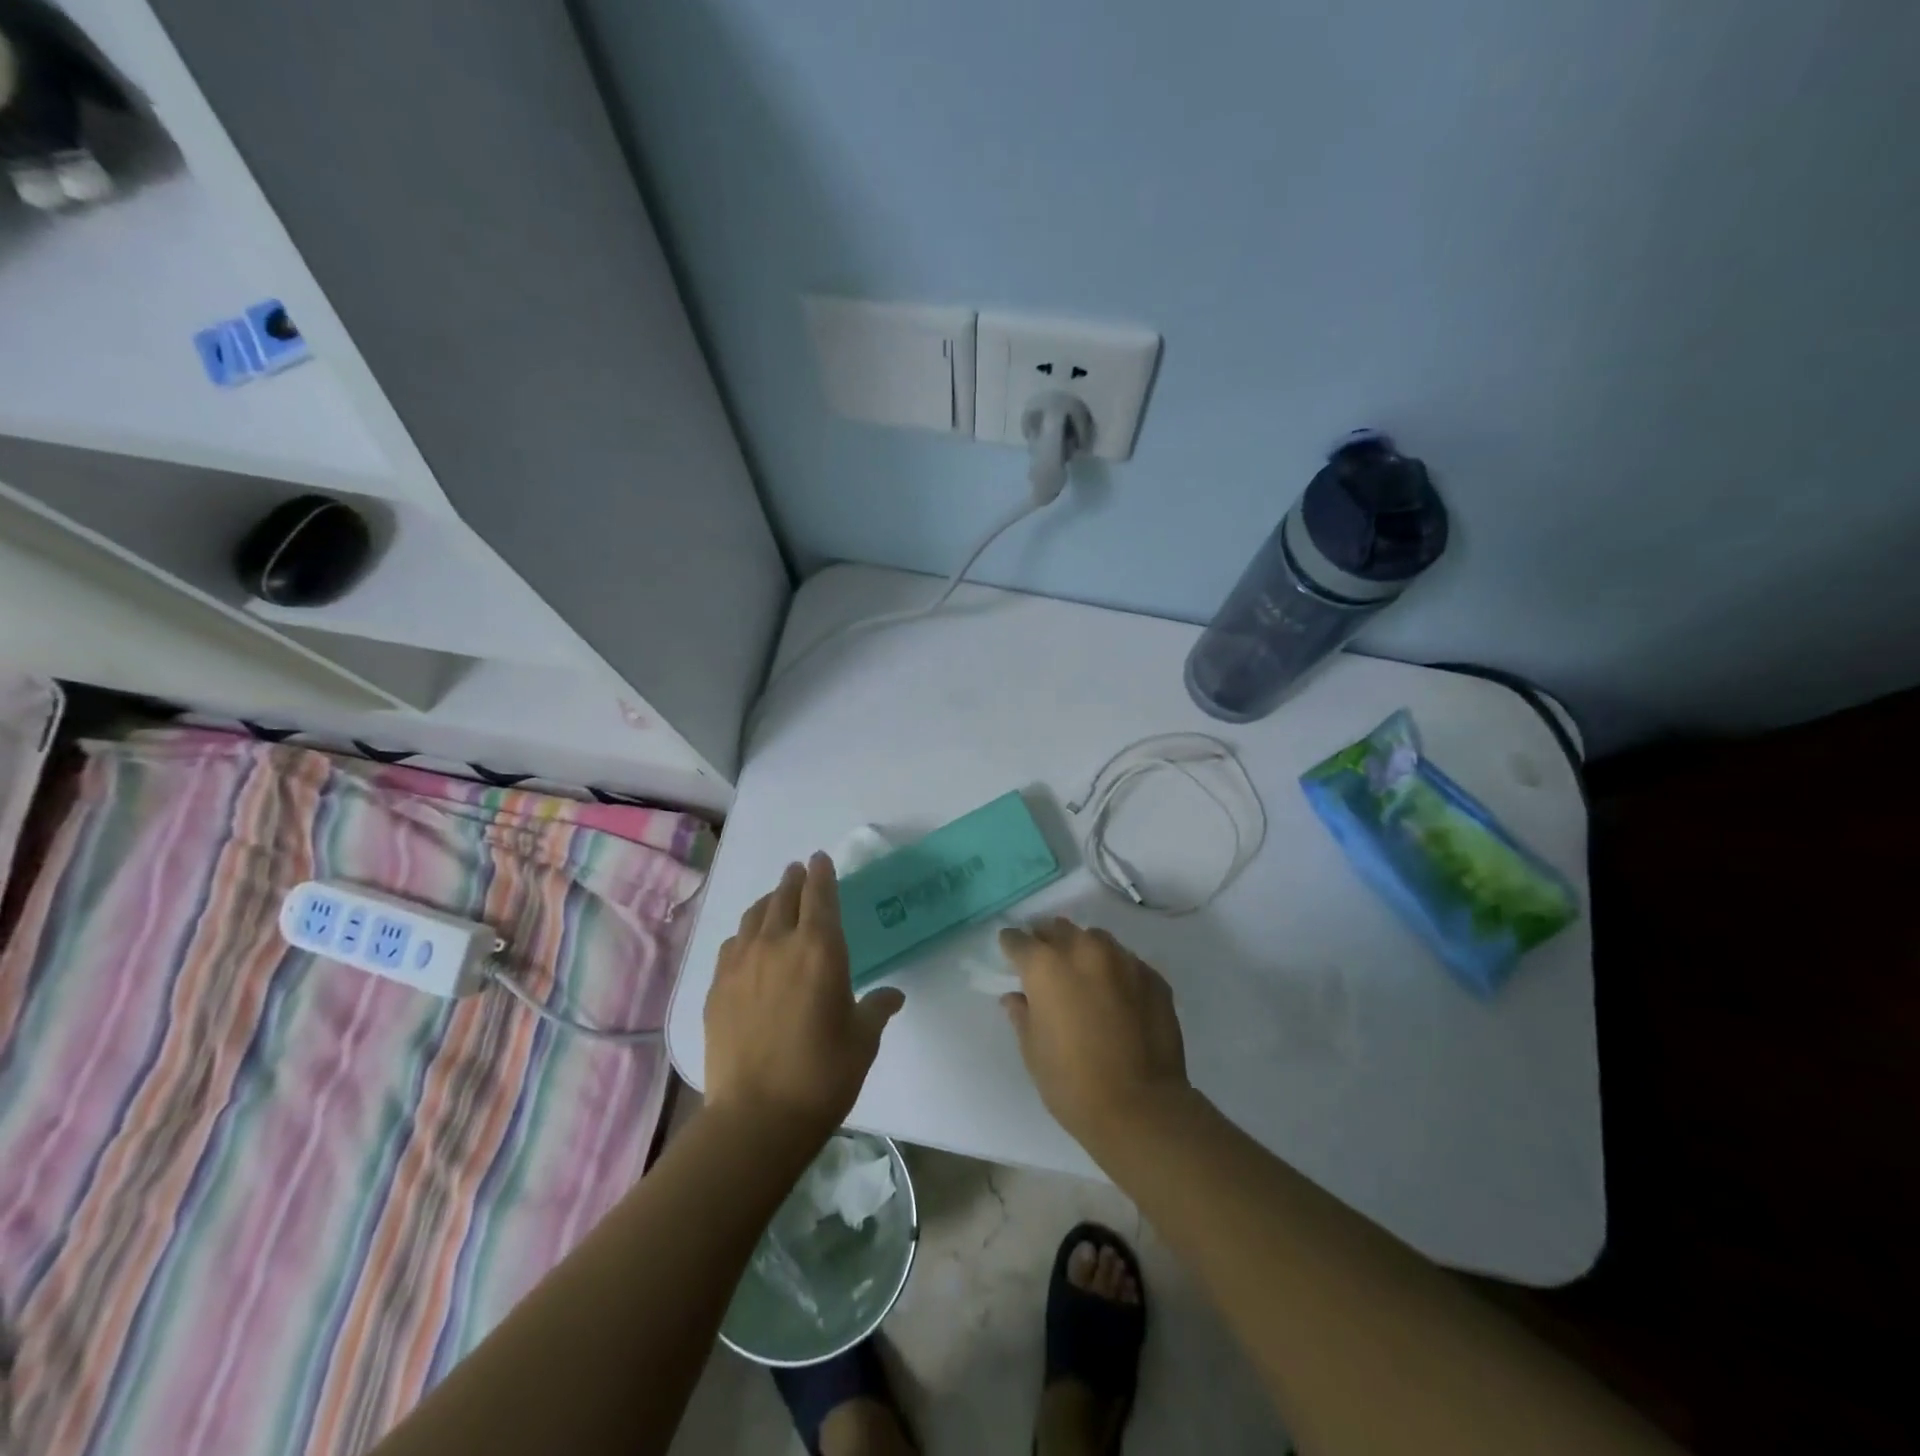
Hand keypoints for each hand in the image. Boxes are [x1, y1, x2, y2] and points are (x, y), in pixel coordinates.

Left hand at [705, 853, 904, 1144]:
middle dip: (794, 880)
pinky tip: (749, 943)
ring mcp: (742, 963)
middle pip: (783, 896)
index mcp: (820, 949)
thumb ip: (877, 1008)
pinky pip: (733, 943)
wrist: (756, 1116)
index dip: (821, 873)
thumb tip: (892, 995)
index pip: (820, 894)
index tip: (820, 859)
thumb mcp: (863, 1040)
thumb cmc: (822, 1075)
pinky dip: (745, 933)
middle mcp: (778, 943)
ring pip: (754, 915)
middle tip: (799, 871)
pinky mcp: (717, 986)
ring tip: (775, 900)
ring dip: (768, 901)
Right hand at [999, 918, 1190, 1150]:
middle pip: (1059, 929)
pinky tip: (1117, 995)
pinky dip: (1115, 971)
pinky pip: (1127, 962)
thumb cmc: (1072, 1083)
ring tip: (1083, 974)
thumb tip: (1016, 997)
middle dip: (1048, 940)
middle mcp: (1084, 950)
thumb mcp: (1033, 1051)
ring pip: (1096, 939)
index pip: (1019, 940)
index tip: (1010, 954)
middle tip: (1046, 962)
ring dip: (1083, 949)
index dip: (1011, 945)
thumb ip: (1022, 1014)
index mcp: (1046, 965)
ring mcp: (1123, 960)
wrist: (1141, 1107)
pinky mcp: (1153, 977)